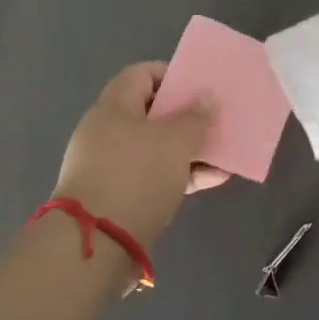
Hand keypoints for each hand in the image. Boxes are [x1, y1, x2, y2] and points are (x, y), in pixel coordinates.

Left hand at [54, 62, 228, 245]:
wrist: (96, 245)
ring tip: (222, 153)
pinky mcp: (117, 197)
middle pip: (151, 113)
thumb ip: (195, 117)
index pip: (142, 74)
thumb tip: (206, 97)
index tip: (200, 87)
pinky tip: (212, 180)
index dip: (172, 75)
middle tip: (215, 120)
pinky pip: (154, 176)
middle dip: (186, 116)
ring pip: (156, 148)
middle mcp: (106, 132)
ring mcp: (109, 167)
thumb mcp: (175, 141)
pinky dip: (180, 175)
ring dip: (189, 149)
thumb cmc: (136, 177)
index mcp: (114, 108)